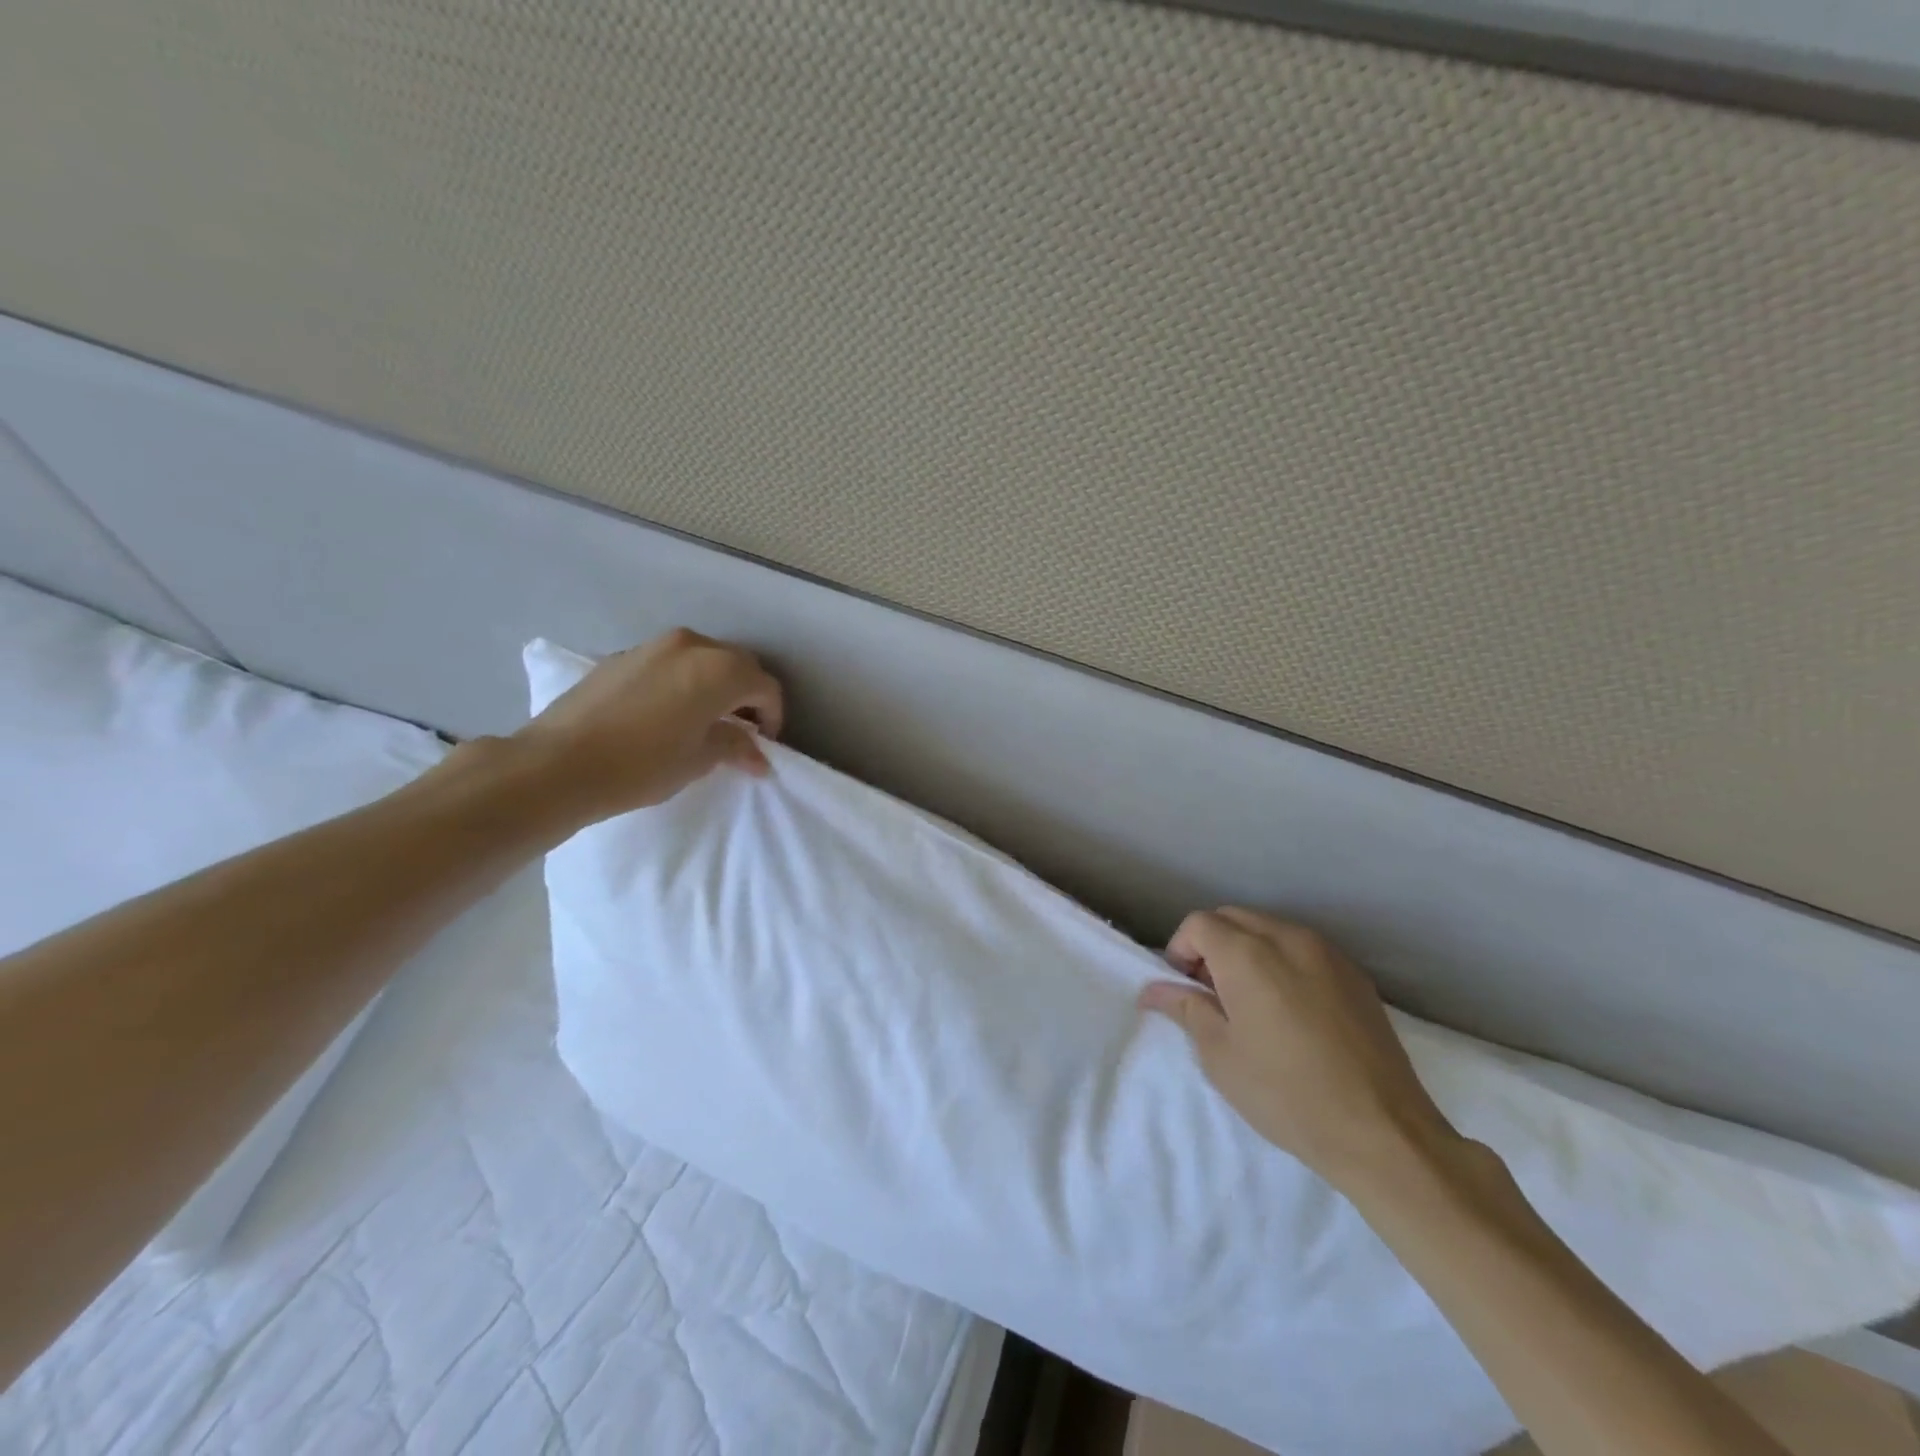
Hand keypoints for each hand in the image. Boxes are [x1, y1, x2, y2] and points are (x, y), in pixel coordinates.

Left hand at [513, 628, 783, 821]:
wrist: (558, 763)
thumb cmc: (642, 764)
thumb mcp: (699, 759)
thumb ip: (736, 747)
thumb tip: (758, 755)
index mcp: (719, 669)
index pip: (765, 686)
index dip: (772, 716)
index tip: (763, 744)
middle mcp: (692, 645)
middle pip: (737, 665)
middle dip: (747, 695)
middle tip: (741, 730)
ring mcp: (654, 645)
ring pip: (703, 658)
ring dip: (716, 684)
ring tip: (706, 719)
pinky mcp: (624, 655)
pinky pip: (671, 662)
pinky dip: (684, 681)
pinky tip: (669, 711)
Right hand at [1139, 907, 1455, 1190]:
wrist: (1382, 1132)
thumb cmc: (1286, 1094)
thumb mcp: (1220, 1056)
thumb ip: (1185, 1008)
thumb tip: (1153, 990)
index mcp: (1248, 955)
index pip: (1199, 924)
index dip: (1181, 950)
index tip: (1185, 989)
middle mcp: (1287, 938)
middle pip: (1233, 917)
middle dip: (1212, 945)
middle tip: (1212, 994)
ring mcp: (1327, 953)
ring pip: (1269, 929)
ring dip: (1247, 950)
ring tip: (1251, 1002)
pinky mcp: (1354, 974)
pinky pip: (1303, 948)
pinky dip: (1282, 961)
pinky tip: (1290, 1009)